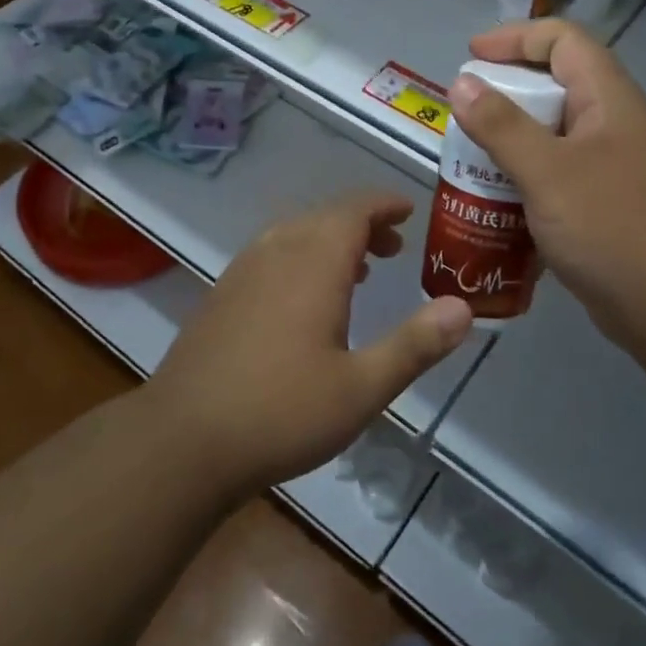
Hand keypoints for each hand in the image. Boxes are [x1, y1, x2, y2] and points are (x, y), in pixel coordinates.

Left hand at [145, 193, 473, 498]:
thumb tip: (464, 308)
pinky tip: (304, 298)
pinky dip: (301, 256)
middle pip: (325, 217)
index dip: (384, 205)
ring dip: (330, 239)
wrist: (181, 441)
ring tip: (358, 270)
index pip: (355, 210)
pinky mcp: (222, 294)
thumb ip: (414, 345)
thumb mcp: (361, 388)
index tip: (408, 211)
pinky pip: (271, 253)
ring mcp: (243, 271)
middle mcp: (277, 252)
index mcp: (314, 263)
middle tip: (393, 248)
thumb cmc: (281, 412)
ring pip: (295, 233)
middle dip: (363, 224)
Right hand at [451, 20, 645, 361]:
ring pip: (551, 140)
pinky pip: (556, 181)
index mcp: (608, 100)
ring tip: (467, 166)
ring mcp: (611, 170)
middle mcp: (612, 126)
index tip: (470, 57)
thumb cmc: (615, 227)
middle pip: (553, 89)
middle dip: (503, 98)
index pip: (562, 41)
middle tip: (461, 120)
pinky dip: (524, 186)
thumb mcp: (549, 172)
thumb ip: (501, 126)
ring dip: (509, 147)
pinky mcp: (605, 209)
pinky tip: (494, 210)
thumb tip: (462, 83)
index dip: (515, 38)